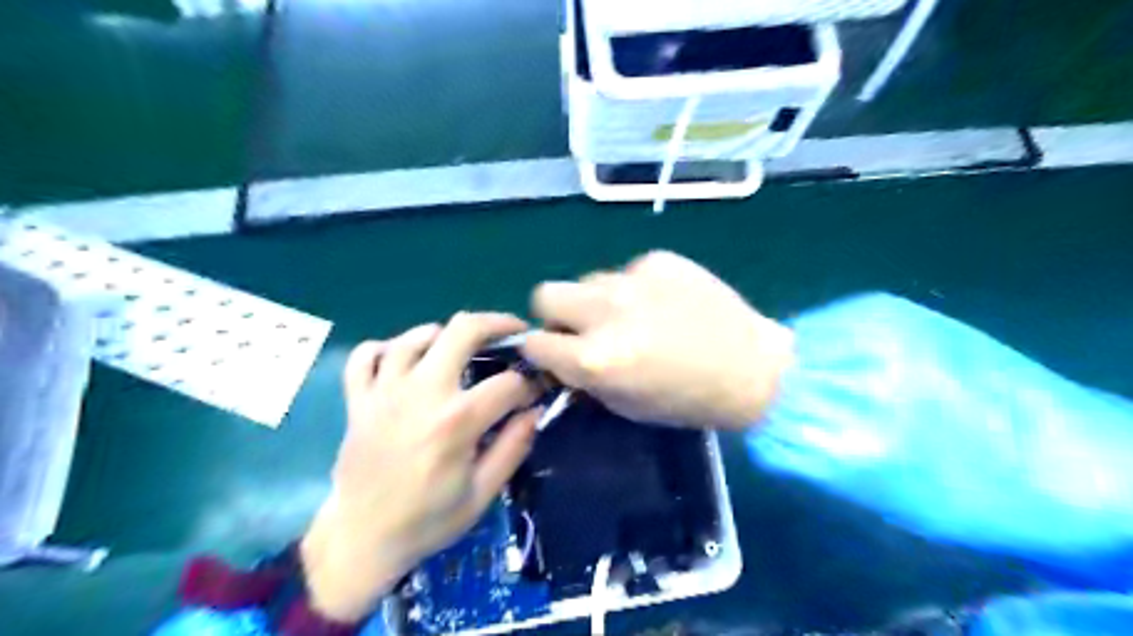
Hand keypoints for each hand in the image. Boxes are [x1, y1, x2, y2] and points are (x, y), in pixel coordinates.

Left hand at [301, 314, 538, 620]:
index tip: (536, 389)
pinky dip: (386, 348)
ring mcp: (384, 392)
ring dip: (444, 333)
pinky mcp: (358, 400)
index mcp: (456, 421)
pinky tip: (404, 360)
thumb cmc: (428, 520)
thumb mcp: (483, 493)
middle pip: (462, 331)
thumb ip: (513, 447)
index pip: (507, 383)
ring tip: (460, 345)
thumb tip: (534, 410)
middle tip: (513, 332)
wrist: (361, 540)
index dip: (530, 383)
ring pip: (414, 336)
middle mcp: (421, 394)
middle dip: (497, 324)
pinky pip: (366, 355)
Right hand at [524, 253, 794, 432]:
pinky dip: (635, 288)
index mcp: (595, 359)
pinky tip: (664, 303)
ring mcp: (633, 279)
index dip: (541, 350)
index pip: (535, 342)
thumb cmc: (687, 400)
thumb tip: (560, 358)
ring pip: (588, 280)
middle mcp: (605, 312)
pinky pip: (627, 271)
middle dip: (556, 313)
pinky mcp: (659, 259)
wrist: (752, 368)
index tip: (554, 353)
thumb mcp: (625, 405)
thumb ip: (584, 377)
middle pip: (545, 293)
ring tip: (632, 315)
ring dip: (598, 300)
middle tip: (582, 328)